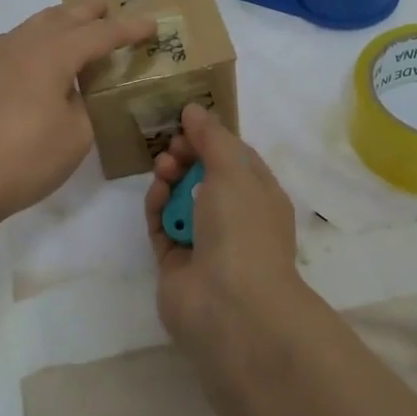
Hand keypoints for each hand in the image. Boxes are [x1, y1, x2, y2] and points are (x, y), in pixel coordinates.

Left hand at [0, 2, 155, 236]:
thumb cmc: (21, 159)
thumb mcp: (74, 137)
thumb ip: (84, 106)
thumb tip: (73, 93)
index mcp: (51, 53)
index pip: (99, 34)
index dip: (127, 29)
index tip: (151, 25)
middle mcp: (20, 44)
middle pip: (61, 18)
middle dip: (88, 14)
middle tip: (108, 11)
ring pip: (33, 27)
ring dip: (59, 24)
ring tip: (74, 29)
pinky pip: (13, 45)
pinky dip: (34, 43)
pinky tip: (35, 61)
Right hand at [144, 103, 304, 354]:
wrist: (230, 306)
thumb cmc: (242, 227)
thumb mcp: (232, 169)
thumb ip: (211, 136)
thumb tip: (193, 109)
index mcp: (260, 196)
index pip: (235, 158)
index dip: (211, 138)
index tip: (186, 124)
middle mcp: (235, 219)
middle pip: (205, 177)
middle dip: (187, 156)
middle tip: (171, 147)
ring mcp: (205, 243)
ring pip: (181, 200)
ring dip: (170, 179)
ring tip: (163, 170)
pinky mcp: (176, 264)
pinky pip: (163, 227)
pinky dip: (157, 208)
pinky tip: (155, 194)